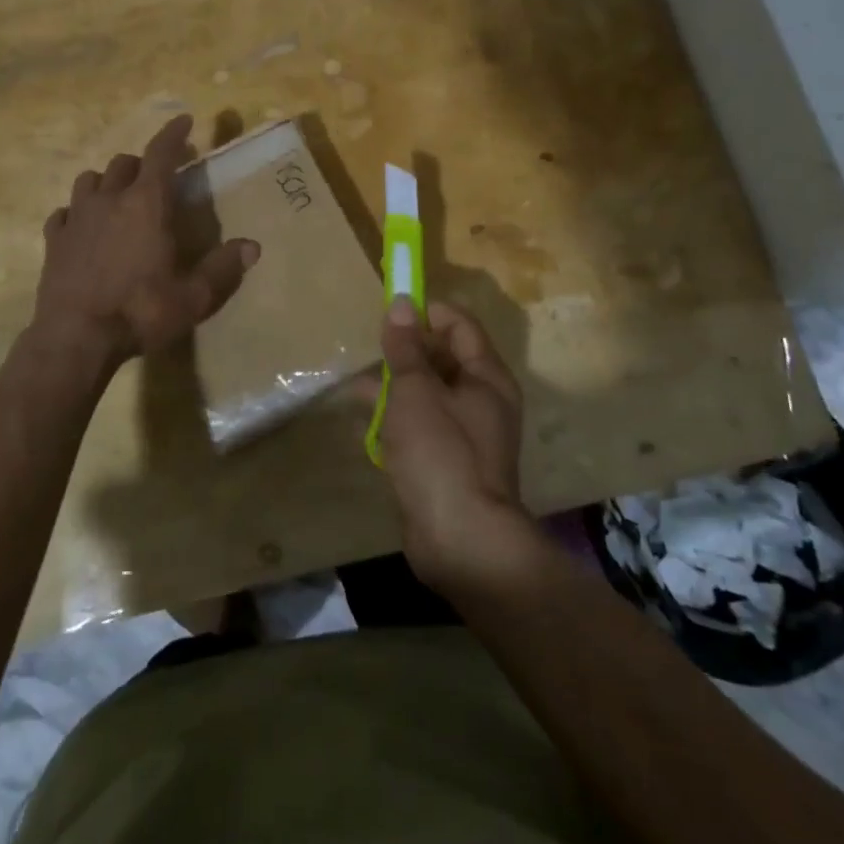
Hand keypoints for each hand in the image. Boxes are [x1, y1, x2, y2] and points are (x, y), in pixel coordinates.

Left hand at [34, 114, 259, 363]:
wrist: (76, 338)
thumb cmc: (141, 312)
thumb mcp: (193, 297)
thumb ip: (222, 268)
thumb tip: (252, 247)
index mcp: (147, 205)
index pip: (161, 154)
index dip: (174, 133)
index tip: (184, 119)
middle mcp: (109, 200)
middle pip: (124, 163)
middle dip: (142, 164)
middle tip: (156, 177)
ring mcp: (76, 218)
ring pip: (89, 181)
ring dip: (107, 182)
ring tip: (117, 197)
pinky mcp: (53, 241)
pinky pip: (63, 213)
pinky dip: (76, 213)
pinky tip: (82, 227)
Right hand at [357, 297, 537, 595]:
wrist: (461, 539)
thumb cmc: (440, 452)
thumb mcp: (415, 391)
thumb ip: (406, 347)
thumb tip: (401, 303)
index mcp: (487, 377)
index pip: (460, 326)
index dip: (426, 314)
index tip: (389, 314)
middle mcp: (483, 402)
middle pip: (443, 360)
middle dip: (405, 354)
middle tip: (369, 353)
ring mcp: (467, 436)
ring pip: (428, 396)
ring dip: (395, 390)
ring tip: (357, 391)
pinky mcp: (449, 464)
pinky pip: (422, 429)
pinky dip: (398, 423)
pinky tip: (367, 428)